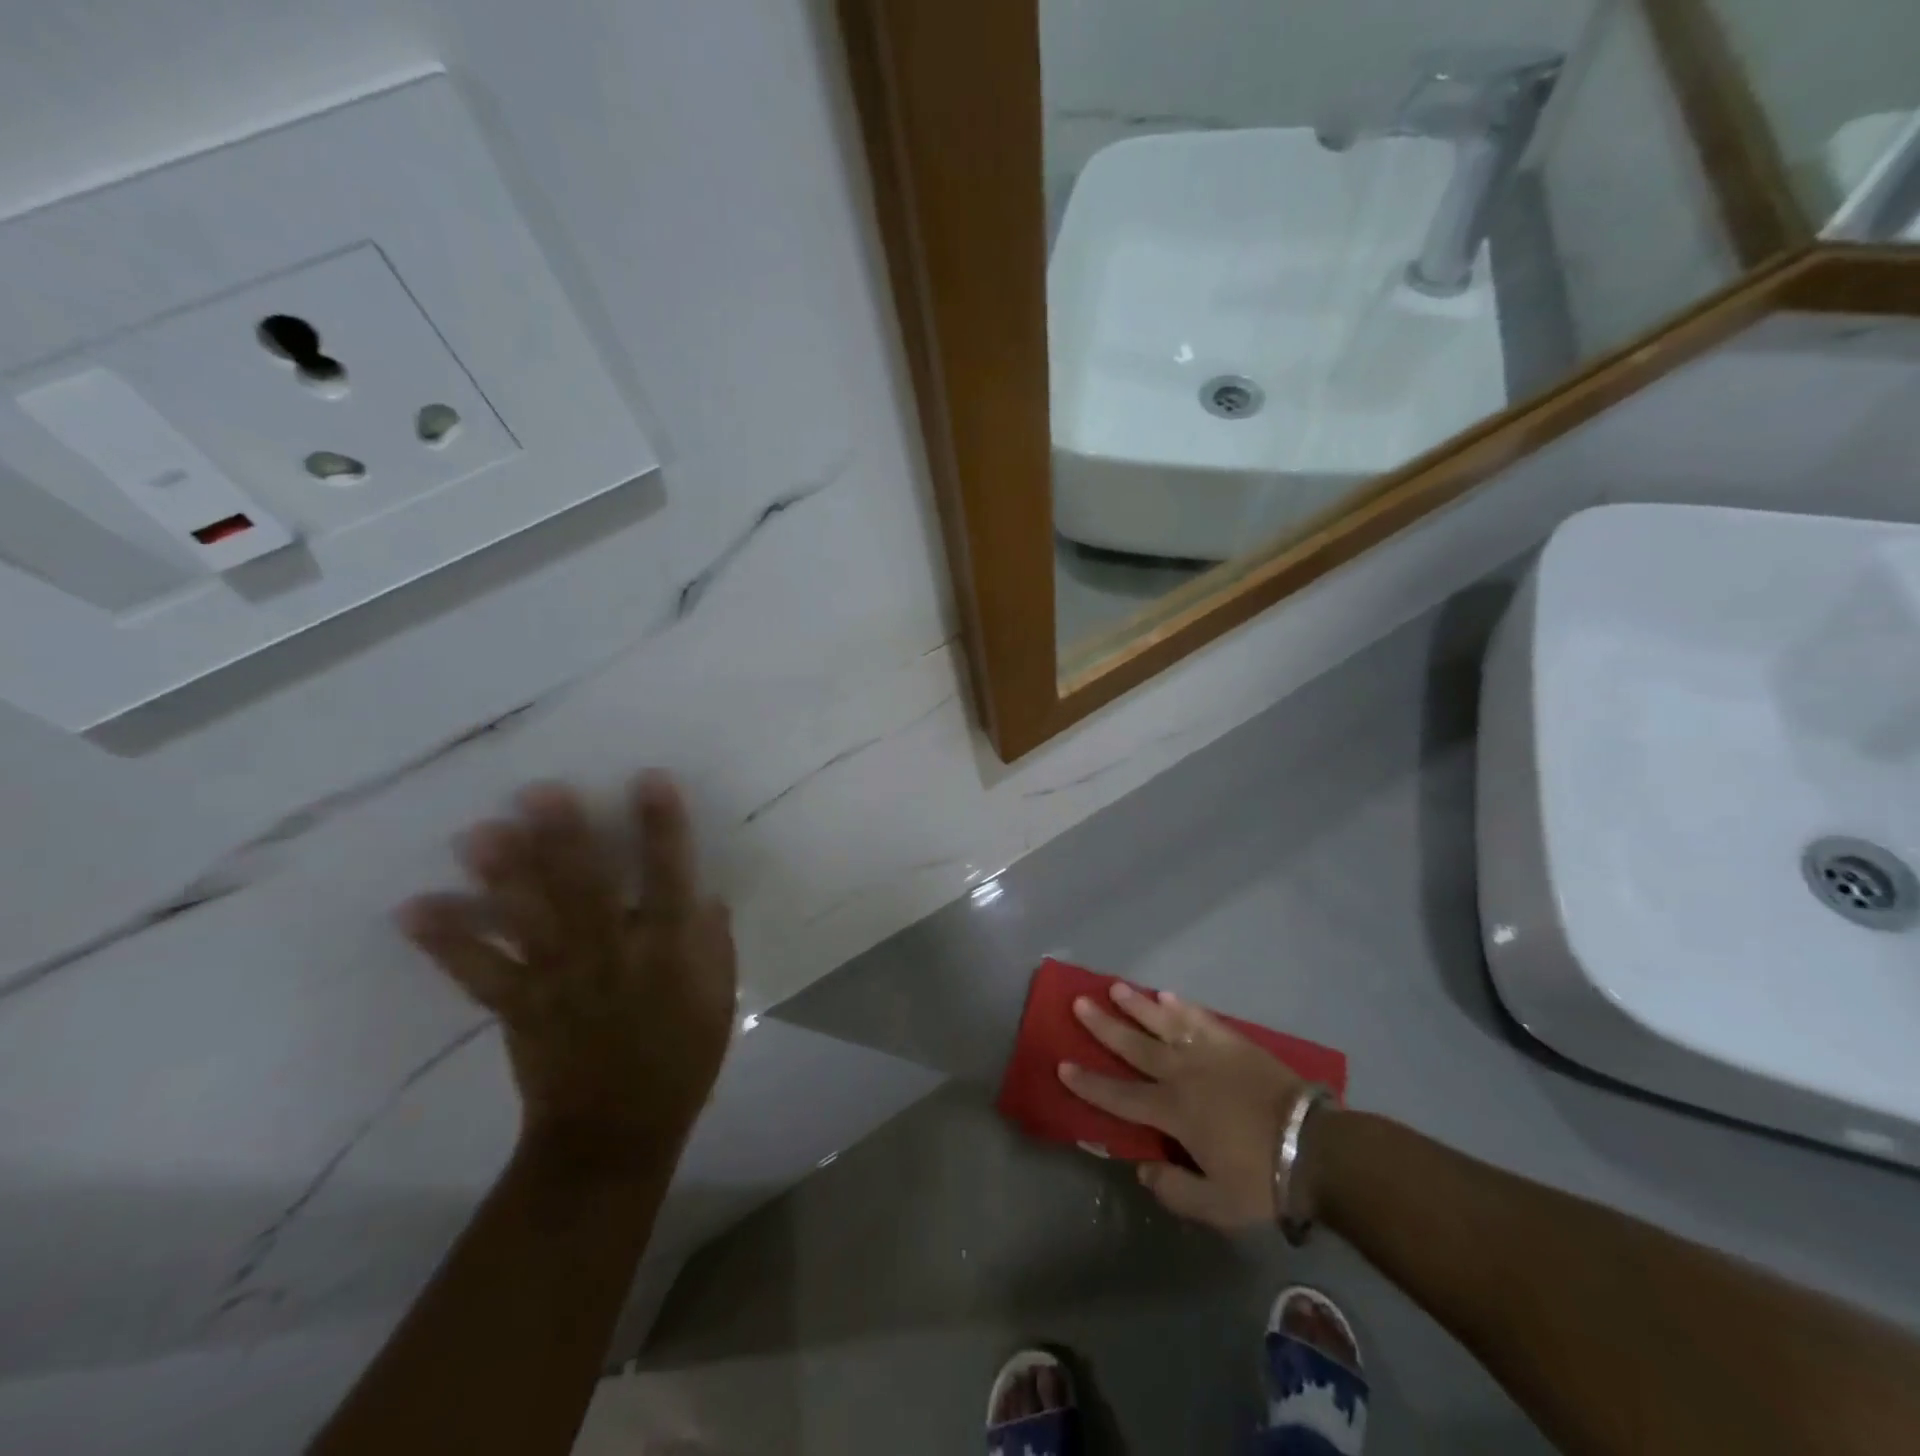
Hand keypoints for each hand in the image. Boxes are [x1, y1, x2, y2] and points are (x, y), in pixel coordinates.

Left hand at [399, 772, 737, 1159]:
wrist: (616, 1133)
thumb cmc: (680, 1059)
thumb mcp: (718, 999)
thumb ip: (712, 945)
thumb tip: (703, 897)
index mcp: (665, 952)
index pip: (666, 879)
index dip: (660, 829)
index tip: (648, 780)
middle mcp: (610, 956)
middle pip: (585, 889)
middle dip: (564, 839)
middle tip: (539, 792)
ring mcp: (559, 981)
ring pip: (530, 921)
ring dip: (503, 878)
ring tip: (477, 834)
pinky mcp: (518, 1007)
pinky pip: (479, 971)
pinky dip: (446, 942)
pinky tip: (415, 908)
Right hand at [1060, 983, 1309, 1230]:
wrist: (1317, 1148)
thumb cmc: (1264, 1179)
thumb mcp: (1217, 1206)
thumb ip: (1175, 1190)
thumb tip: (1143, 1169)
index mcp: (1173, 1113)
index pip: (1120, 1096)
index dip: (1089, 1083)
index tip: (1063, 1065)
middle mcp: (1182, 1074)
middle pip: (1134, 1046)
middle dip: (1103, 1026)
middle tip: (1079, 1003)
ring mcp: (1208, 1053)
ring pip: (1163, 1023)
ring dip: (1137, 1005)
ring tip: (1115, 986)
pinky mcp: (1233, 1042)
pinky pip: (1201, 1018)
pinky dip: (1182, 1006)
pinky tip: (1167, 995)